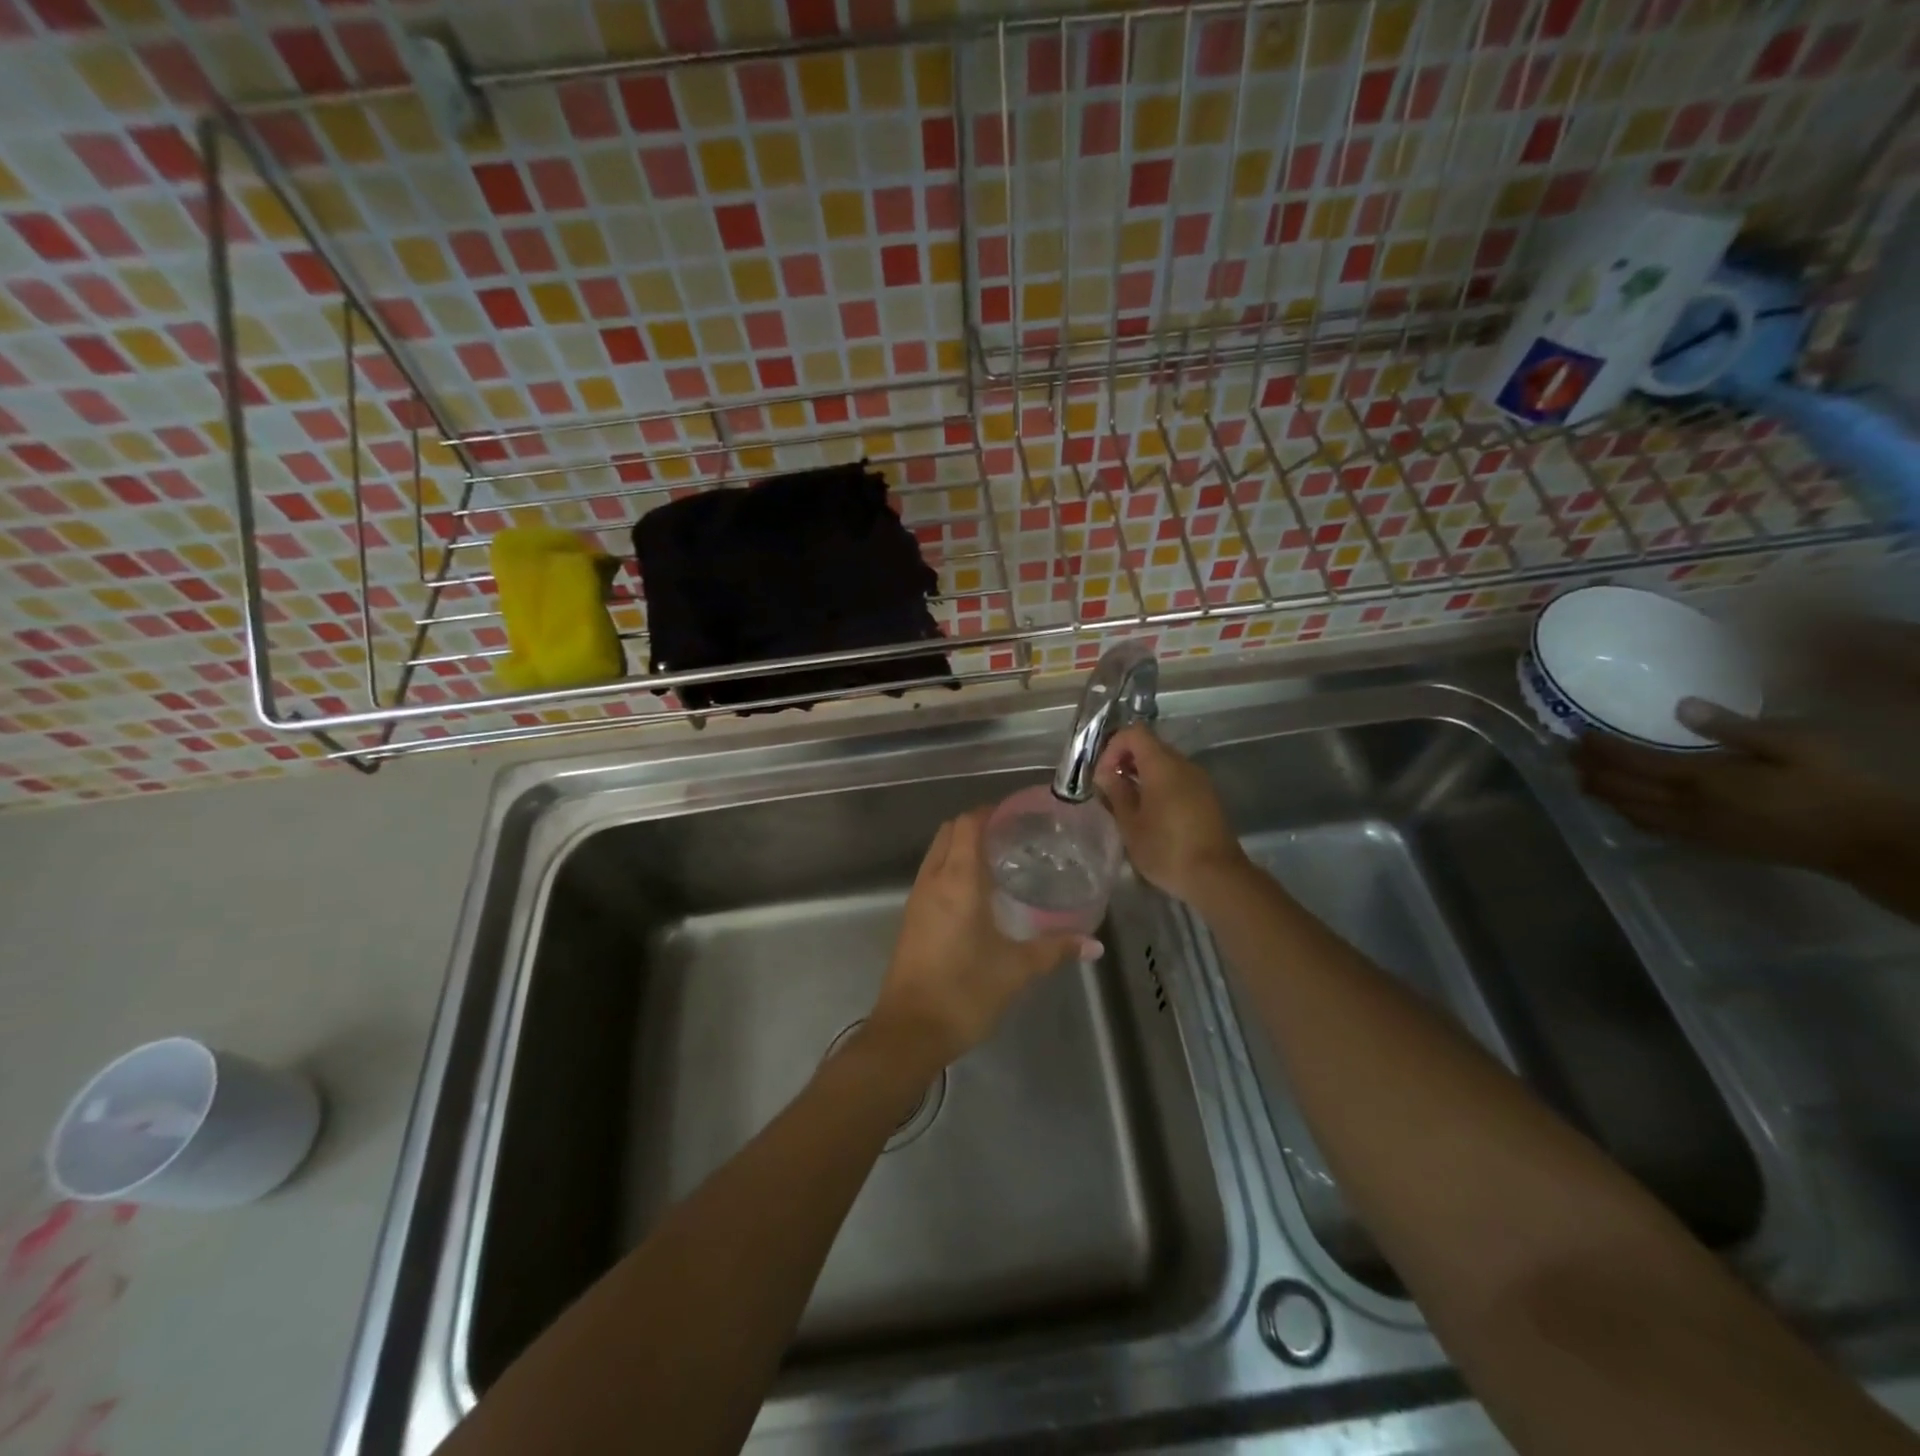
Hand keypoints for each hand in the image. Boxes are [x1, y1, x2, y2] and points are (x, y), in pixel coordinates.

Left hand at [869, 808, 1088, 1068]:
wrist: (909, 1032)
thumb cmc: (964, 992)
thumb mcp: (1016, 969)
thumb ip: (1054, 949)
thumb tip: (1094, 944)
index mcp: (958, 880)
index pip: (968, 824)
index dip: (991, 811)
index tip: (1019, 814)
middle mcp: (933, 880)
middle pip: (950, 832)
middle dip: (977, 825)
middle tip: (1013, 836)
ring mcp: (917, 899)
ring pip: (938, 853)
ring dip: (962, 847)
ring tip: (1000, 860)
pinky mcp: (911, 919)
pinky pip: (932, 876)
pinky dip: (952, 869)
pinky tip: (978, 894)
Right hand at [1094, 725, 1246, 902]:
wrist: (1217, 877)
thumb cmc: (1166, 849)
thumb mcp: (1130, 824)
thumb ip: (1116, 792)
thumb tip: (1106, 774)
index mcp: (1162, 765)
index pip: (1134, 733)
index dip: (1113, 747)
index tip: (1103, 775)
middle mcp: (1183, 764)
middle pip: (1150, 746)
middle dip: (1125, 761)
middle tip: (1110, 789)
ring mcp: (1199, 780)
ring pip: (1164, 764)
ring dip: (1142, 775)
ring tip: (1128, 804)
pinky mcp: (1208, 797)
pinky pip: (1178, 780)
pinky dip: (1160, 786)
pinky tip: (1151, 815)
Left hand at [1572, 697, 1913, 877]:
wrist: (1865, 841)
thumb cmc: (1834, 784)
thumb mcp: (1793, 744)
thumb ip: (1732, 727)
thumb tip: (1680, 705)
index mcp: (1700, 778)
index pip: (1631, 761)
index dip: (1600, 748)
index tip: (1577, 734)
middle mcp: (1684, 806)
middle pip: (1619, 788)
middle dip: (1589, 770)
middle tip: (1566, 754)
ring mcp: (1692, 829)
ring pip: (1628, 811)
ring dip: (1600, 793)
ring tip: (1581, 778)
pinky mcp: (1706, 844)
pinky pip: (1650, 828)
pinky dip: (1625, 814)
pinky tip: (1620, 806)